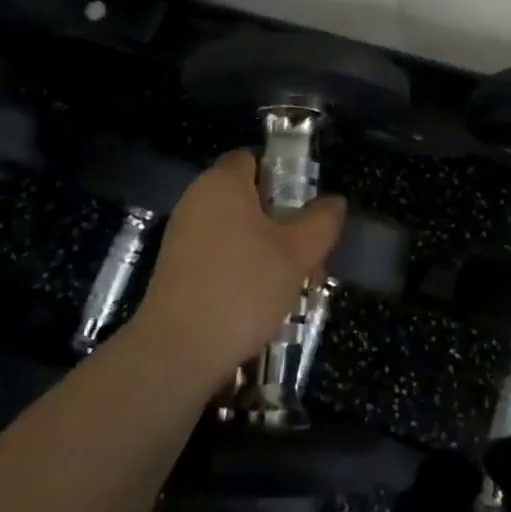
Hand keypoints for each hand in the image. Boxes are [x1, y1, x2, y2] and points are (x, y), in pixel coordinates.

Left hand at [128, 151, 345, 384]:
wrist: (177, 353)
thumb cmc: (242, 288)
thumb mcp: (298, 253)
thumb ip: (322, 221)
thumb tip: (334, 202)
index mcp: (223, 183)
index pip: (254, 158)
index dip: (283, 175)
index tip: (306, 206)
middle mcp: (198, 200)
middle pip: (249, 198)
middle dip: (283, 222)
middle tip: (310, 253)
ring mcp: (183, 237)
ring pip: (238, 232)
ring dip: (268, 251)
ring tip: (295, 285)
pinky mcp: (177, 271)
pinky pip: (220, 257)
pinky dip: (244, 271)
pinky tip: (263, 304)